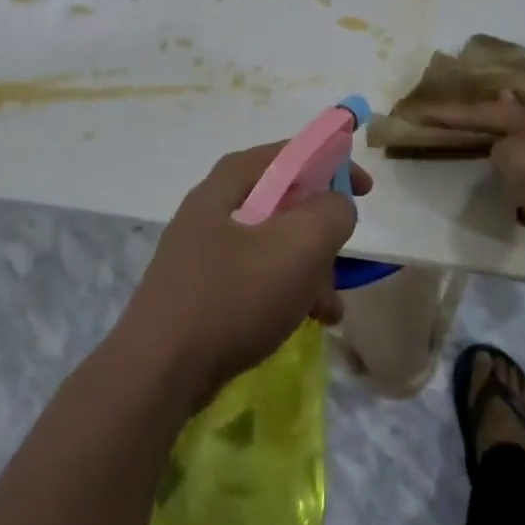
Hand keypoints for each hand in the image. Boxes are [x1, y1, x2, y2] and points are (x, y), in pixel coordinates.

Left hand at [118, 143, 367, 407]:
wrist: (159, 371)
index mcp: (232, 180)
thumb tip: (336, 205)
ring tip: (329, 307)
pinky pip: (255, 276)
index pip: (292, 152)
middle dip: (321, 231)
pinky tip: (306, 321)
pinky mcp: (201, 287)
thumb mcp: (300, 245)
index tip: (365, 191)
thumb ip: (331, 212)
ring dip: (309, 269)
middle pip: (285, 201)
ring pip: (273, 243)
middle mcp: (215, 204)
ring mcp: (204, 247)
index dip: (334, 163)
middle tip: (342, 257)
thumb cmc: (234, 296)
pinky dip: (285, 291)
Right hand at [423, 77, 524, 260]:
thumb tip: (503, 146)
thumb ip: (501, 151)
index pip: (480, 113)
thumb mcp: (518, 169)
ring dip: (518, 122)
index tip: (423, 112)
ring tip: (503, 129)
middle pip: (514, 104)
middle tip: (476, 96)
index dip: (451, 115)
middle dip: (493, 102)